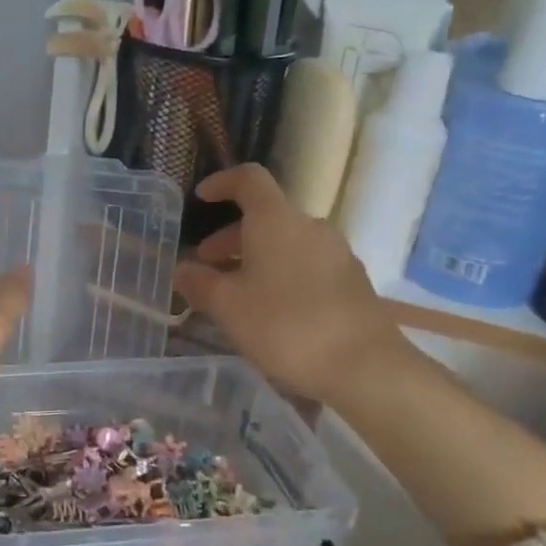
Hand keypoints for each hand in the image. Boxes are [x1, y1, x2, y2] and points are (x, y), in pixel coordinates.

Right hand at [173, 164, 409, 403]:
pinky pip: (306, 264)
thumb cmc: (284, 326)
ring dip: (255, 258)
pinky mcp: (352, 281)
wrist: (363, 366)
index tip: (201, 198)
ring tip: (234, 292)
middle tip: (206, 264)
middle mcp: (310, 227)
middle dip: (231, 237)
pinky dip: (280, 274)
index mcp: (277, 221)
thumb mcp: (227, 306)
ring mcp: (337, 254)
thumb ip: (199, 283)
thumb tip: (182, 270)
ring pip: (286, 243)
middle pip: (266, 216)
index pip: (249, 180)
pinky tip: (269, 309)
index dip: (222, 183)